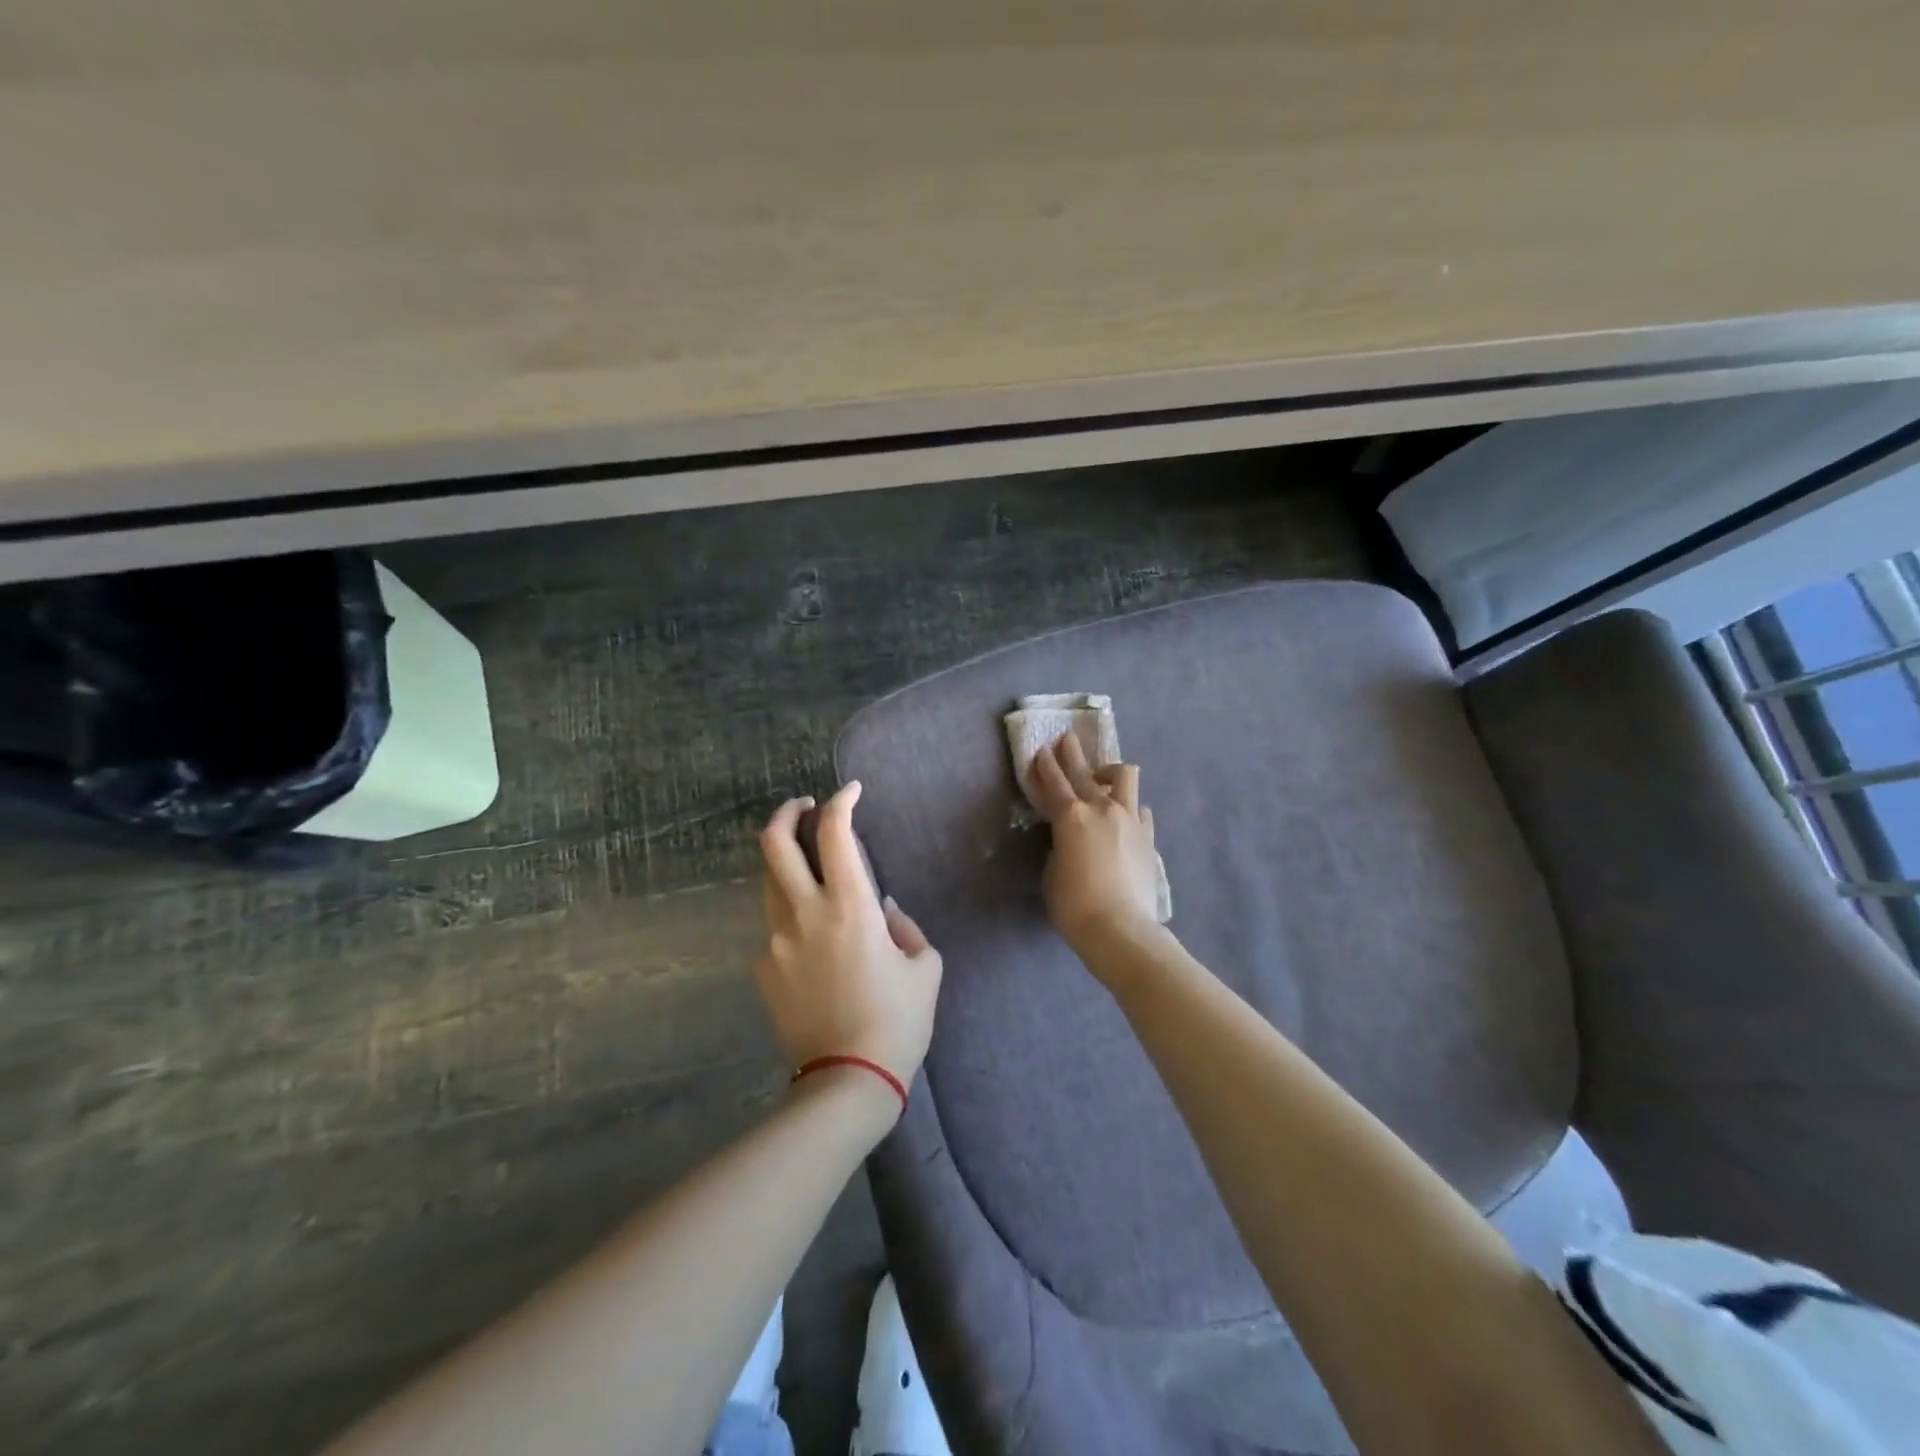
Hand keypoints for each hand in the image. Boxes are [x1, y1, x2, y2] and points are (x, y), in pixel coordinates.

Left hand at [754, 782, 943, 1107]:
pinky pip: (776, 930)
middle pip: (774, 843)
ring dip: (787, 864)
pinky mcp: (762, 970)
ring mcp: (775, 941)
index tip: (851, 791)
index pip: (835, 833)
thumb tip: (880, 909)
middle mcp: (805, 914)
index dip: (842, 801)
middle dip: (787, 813)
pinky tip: (814, 947)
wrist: (848, 1081)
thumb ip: (903, 927)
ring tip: (810, 871)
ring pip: (769, 882)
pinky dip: (793, 920)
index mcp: (850, 907)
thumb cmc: (898, 1022)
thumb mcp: (924, 967)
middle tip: (804, 807)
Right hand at [1030, 734, 1161, 951]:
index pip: (1054, 782)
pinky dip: (1130, 808)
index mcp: (1070, 817)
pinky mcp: (1148, 836)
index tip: (1042, 750)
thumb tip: (1070, 841)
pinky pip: (1140, 809)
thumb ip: (1059, 847)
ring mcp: (1130, 819)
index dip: (1045, 765)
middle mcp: (1101, 809)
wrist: (1120, 928)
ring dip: (1110, 772)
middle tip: (1066, 739)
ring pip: (1124, 777)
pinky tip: (1126, 817)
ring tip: (1102, 777)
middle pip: (1085, 771)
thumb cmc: (1074, 905)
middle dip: (1072, 754)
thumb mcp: (1052, 873)